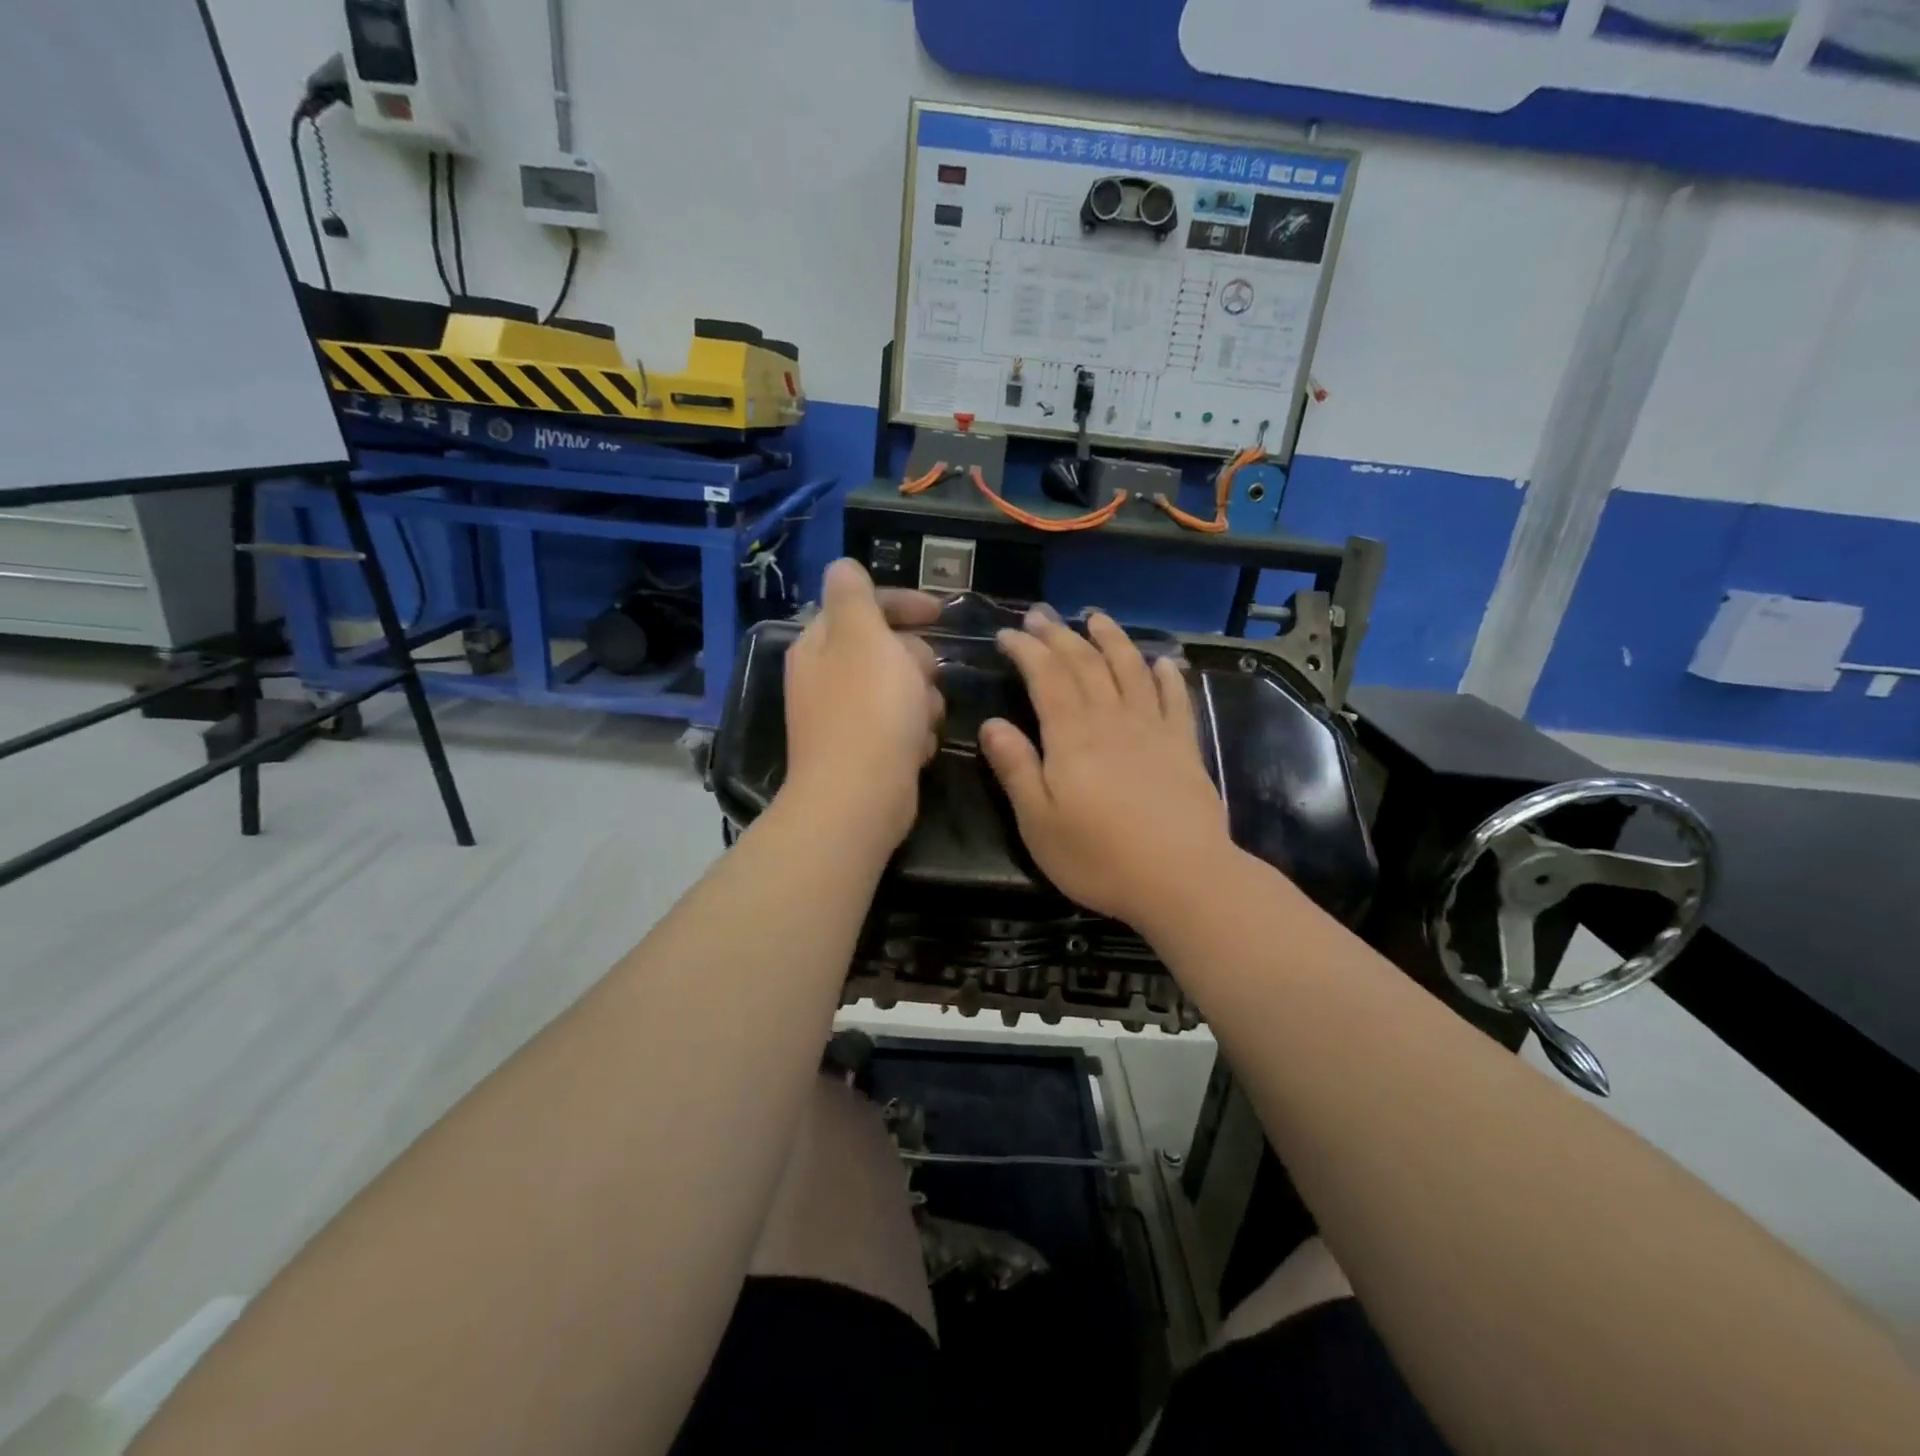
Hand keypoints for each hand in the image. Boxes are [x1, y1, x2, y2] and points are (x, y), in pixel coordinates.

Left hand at [782, 559, 942, 846]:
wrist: (859, 799)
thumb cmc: (869, 711)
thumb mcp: (863, 637)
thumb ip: (855, 595)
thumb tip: (842, 566)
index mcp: (821, 645)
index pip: (861, 606)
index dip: (902, 603)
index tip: (941, 613)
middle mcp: (826, 678)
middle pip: (885, 650)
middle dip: (915, 661)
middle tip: (925, 678)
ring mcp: (844, 718)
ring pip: (900, 690)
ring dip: (921, 701)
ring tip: (922, 720)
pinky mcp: (864, 752)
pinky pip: (900, 727)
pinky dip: (914, 733)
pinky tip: (917, 749)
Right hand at [981, 607, 1230, 925]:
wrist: (1183, 879)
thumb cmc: (1100, 857)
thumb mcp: (1039, 823)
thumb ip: (1016, 769)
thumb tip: (992, 724)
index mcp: (1072, 737)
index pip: (1046, 677)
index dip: (1027, 650)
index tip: (1008, 634)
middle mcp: (1112, 720)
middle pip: (1085, 664)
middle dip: (1060, 635)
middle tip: (1041, 614)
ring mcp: (1153, 730)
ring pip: (1130, 670)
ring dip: (1112, 640)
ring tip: (1096, 618)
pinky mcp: (1185, 746)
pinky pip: (1175, 699)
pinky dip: (1166, 675)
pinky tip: (1161, 662)